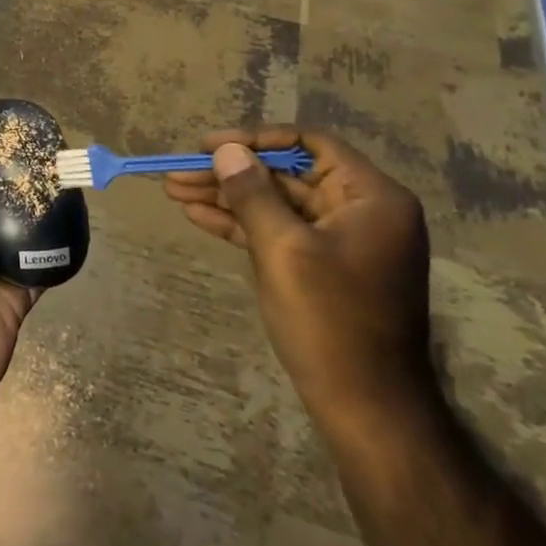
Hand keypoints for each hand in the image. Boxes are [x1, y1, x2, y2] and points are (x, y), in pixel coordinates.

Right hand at [165, 128, 435, 437]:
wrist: (366, 407)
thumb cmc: (330, 320)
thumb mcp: (283, 249)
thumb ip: (252, 193)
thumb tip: (227, 150)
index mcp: (371, 197)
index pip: (309, 144)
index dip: (255, 139)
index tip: (208, 145)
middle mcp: (360, 210)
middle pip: (286, 174)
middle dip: (230, 173)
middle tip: (177, 172)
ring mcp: (340, 240)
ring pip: (275, 203)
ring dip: (226, 197)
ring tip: (174, 190)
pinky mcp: (321, 265)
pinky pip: (277, 231)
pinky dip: (240, 224)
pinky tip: (197, 215)